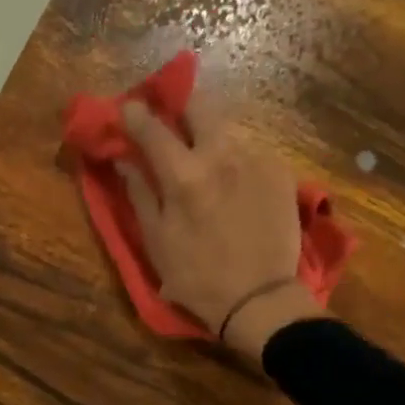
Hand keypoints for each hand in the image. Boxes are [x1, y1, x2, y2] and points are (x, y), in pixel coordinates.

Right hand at [118, 96, 325, 360]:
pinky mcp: (280, 171)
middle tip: (172, 122)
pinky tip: (234, 187)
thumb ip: (140, 194)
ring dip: (210, 138)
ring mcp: (256, 160)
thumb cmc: (198, 277)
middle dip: (182, 106)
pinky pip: (250, 152)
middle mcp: (222, 155)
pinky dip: (235, 162)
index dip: (135, 114)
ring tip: (205, 164)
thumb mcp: (157, 241)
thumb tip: (124, 160)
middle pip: (201, 105)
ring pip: (227, 129)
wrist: (260, 299)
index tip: (128, 108)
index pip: (152, 128)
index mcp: (184, 175)